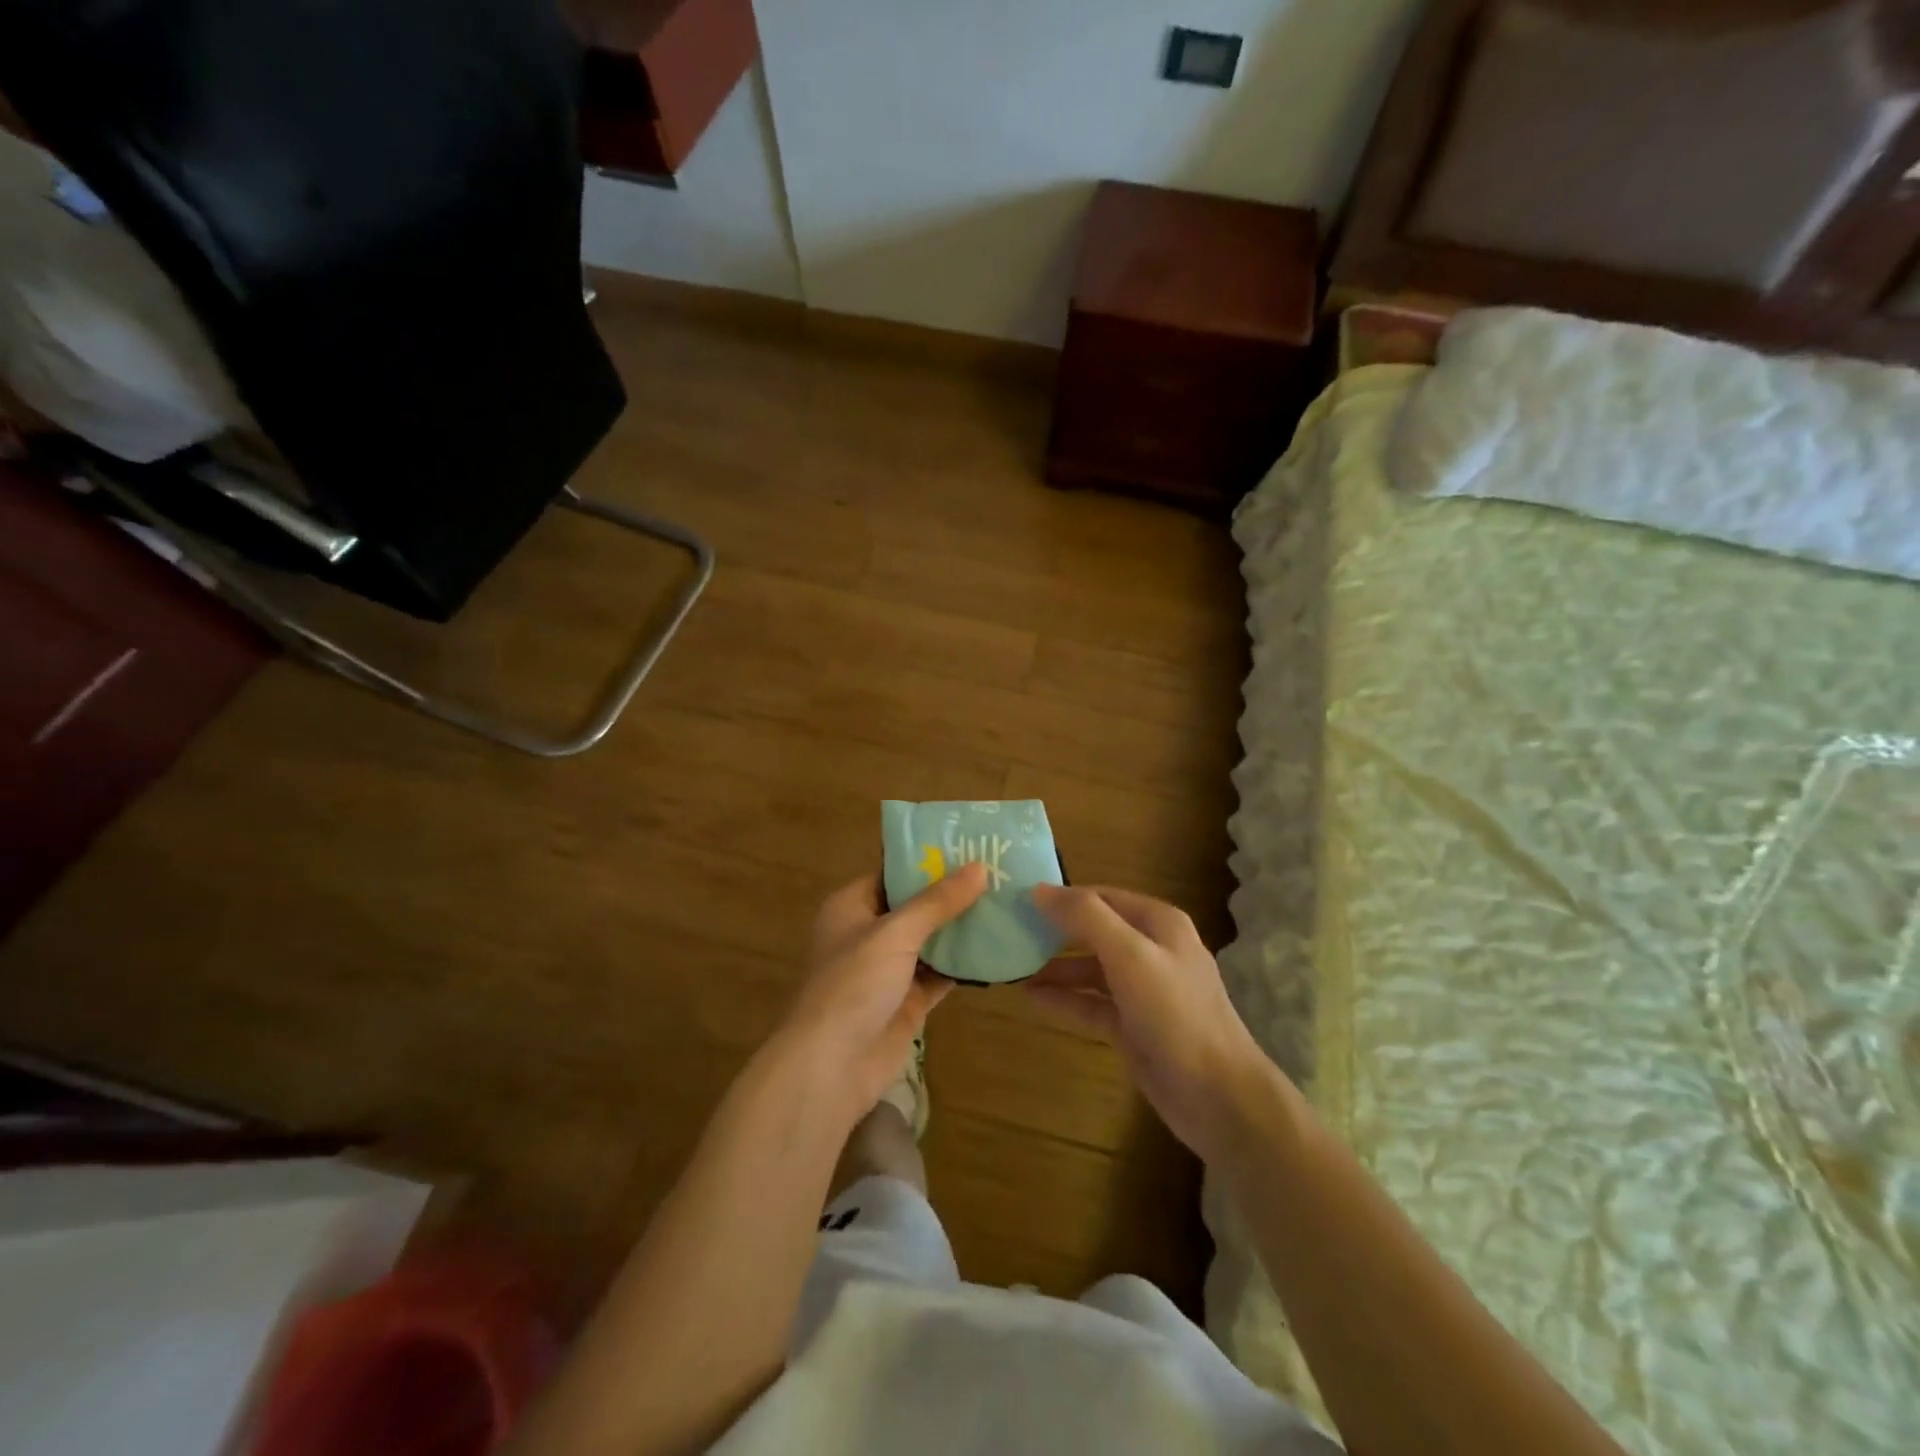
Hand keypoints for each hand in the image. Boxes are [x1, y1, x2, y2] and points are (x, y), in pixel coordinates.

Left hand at [778, 863, 988, 1123]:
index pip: (893, 872)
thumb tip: (980, 867)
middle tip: (1000, 872)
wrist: (831, 1066)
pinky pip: (940, 974)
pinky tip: (998, 948)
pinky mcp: (907, 1001)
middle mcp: (869, 933)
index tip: (970, 845)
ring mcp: (889, 970)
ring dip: (962, 928)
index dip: (928, 860)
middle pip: (916, 905)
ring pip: (931, 940)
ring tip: (1007, 902)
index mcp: (852, 906)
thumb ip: (938, 902)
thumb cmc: (853, 984)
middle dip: (952, 893)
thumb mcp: (895, 933)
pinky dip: (963, 964)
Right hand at [1029, 885, 1272, 1162]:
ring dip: (1056, 968)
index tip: (1018, 901)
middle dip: (1055, 932)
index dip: (1062, 897)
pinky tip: (1032, 999)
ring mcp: (1144, 991)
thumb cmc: (1175, 1014)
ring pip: (1091, 970)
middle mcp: (1152, 950)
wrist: (1218, 1096)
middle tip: (1010, 933)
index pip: (1101, 896)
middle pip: (1095, 931)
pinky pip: (1092, 1004)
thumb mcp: (1130, 955)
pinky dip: (1065, 1000)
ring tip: (1013, 969)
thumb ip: (1085, 918)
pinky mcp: (1135, 1026)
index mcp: (1158, 923)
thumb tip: (1039, 890)